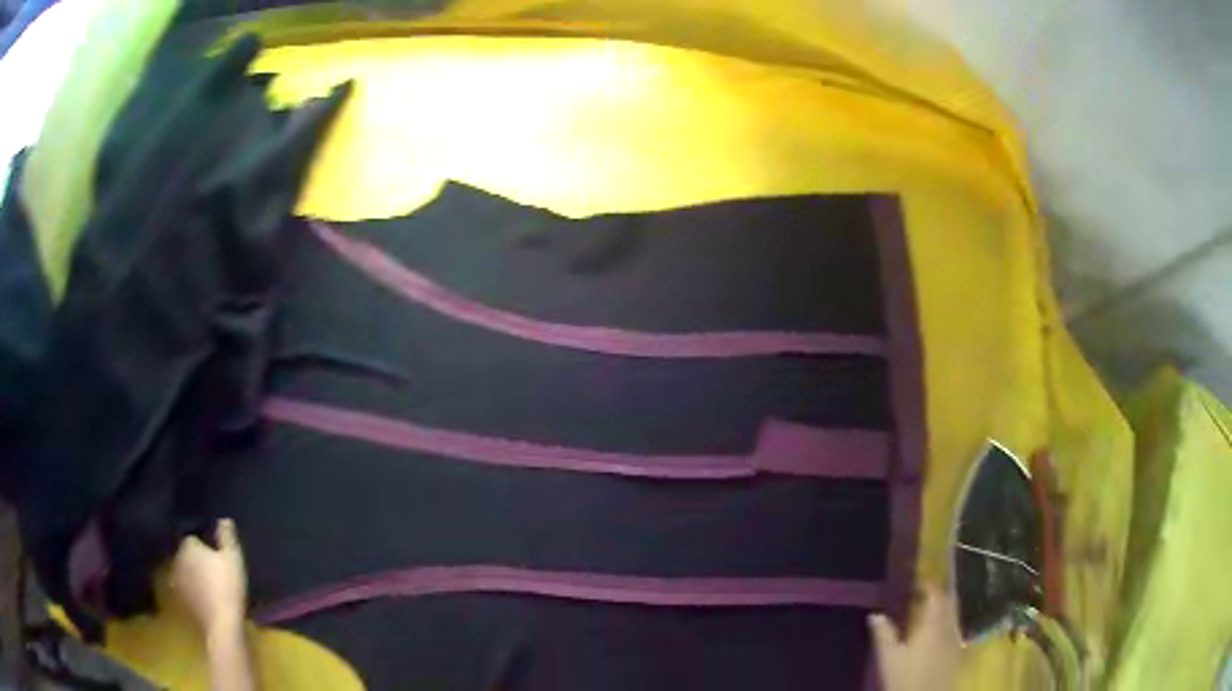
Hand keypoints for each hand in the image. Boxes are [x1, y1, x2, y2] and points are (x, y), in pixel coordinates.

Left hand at [171, 519, 247, 636]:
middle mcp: (176, 559)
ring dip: (192, 576)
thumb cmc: (227, 586)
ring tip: (208, 585)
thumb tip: (224, 518)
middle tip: (213, 570)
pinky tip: (204, 600)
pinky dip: (192, 592)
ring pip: (184, 573)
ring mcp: (176, 581)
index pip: (192, 537)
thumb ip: (227, 537)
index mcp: (187, 545)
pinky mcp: (180, 600)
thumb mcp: (233, 558)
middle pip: (186, 555)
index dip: (204, 545)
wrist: (221, 624)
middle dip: (196, 559)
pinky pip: (186, 590)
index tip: (215, 554)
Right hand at [869, 587, 961, 690]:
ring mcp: (956, 639)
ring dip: (942, 607)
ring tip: (925, 610)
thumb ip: (883, 635)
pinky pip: (954, 627)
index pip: (936, 594)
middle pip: (949, 601)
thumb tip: (875, 614)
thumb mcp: (889, 659)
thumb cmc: (905, 679)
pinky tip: (934, 631)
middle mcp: (949, 626)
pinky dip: (946, 621)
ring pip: (953, 614)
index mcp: (934, 624)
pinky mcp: (957, 651)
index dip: (927, 584)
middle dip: (937, 593)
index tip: (914, 581)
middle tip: (920, 592)